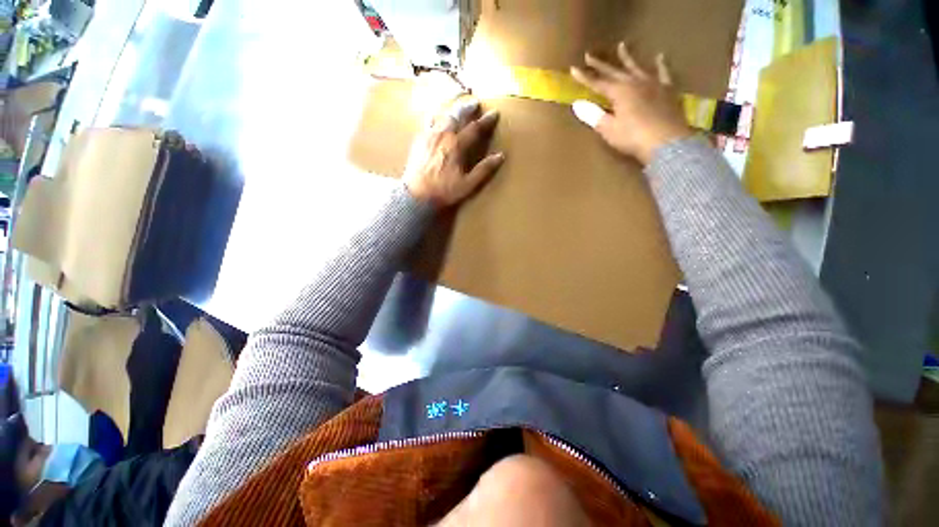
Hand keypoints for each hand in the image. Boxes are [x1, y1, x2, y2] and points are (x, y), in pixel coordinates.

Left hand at [404, 97, 504, 208]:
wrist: (417, 195)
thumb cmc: (444, 191)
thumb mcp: (468, 185)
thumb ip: (484, 170)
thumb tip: (500, 156)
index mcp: (457, 145)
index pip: (475, 128)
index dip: (486, 121)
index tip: (494, 113)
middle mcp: (443, 135)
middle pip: (457, 115)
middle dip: (467, 108)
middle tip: (475, 103)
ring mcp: (429, 135)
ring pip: (442, 115)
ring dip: (452, 109)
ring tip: (457, 108)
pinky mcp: (419, 139)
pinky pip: (428, 121)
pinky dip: (436, 116)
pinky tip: (437, 117)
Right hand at [570, 43, 692, 164]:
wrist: (666, 142)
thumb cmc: (633, 137)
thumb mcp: (609, 129)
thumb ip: (593, 115)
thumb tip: (577, 104)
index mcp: (619, 92)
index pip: (597, 83)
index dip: (584, 77)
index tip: (573, 68)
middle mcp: (635, 82)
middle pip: (614, 71)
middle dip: (600, 64)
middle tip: (589, 55)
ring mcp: (653, 84)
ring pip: (637, 67)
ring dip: (627, 58)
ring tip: (621, 46)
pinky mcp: (667, 90)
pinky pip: (663, 73)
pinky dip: (660, 65)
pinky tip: (659, 57)